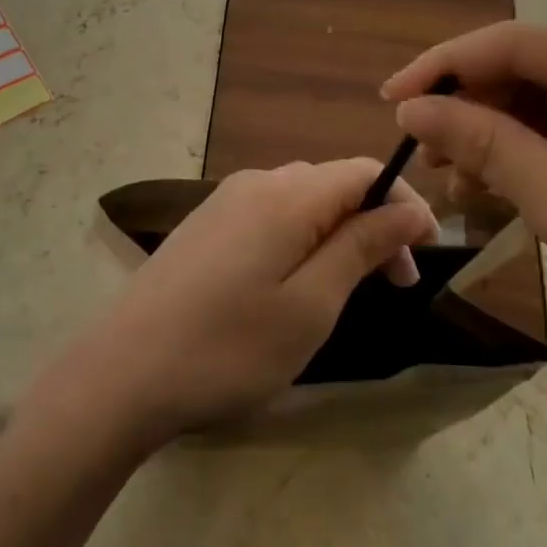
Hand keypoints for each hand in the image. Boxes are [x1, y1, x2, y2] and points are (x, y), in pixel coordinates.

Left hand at [32, 160, 436, 445]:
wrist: (119, 374)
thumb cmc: (228, 347)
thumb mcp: (311, 304)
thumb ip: (361, 246)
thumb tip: (408, 209)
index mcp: (288, 195)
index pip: (365, 172)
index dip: (404, 203)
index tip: (428, 252)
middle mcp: (256, 182)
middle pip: (334, 185)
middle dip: (374, 225)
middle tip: (397, 285)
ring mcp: (224, 202)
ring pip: (302, 201)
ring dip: (338, 235)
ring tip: (351, 289)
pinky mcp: (204, 226)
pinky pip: (270, 216)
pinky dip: (302, 240)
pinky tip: (295, 283)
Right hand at [383, 25, 546, 391]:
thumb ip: (486, 145)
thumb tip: (413, 108)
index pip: (520, 43)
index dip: (445, 67)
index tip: (390, 100)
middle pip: (538, 70)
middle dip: (474, 109)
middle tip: (424, 155)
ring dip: (501, 136)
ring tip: (456, 182)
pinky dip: (538, 155)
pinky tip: (502, 188)